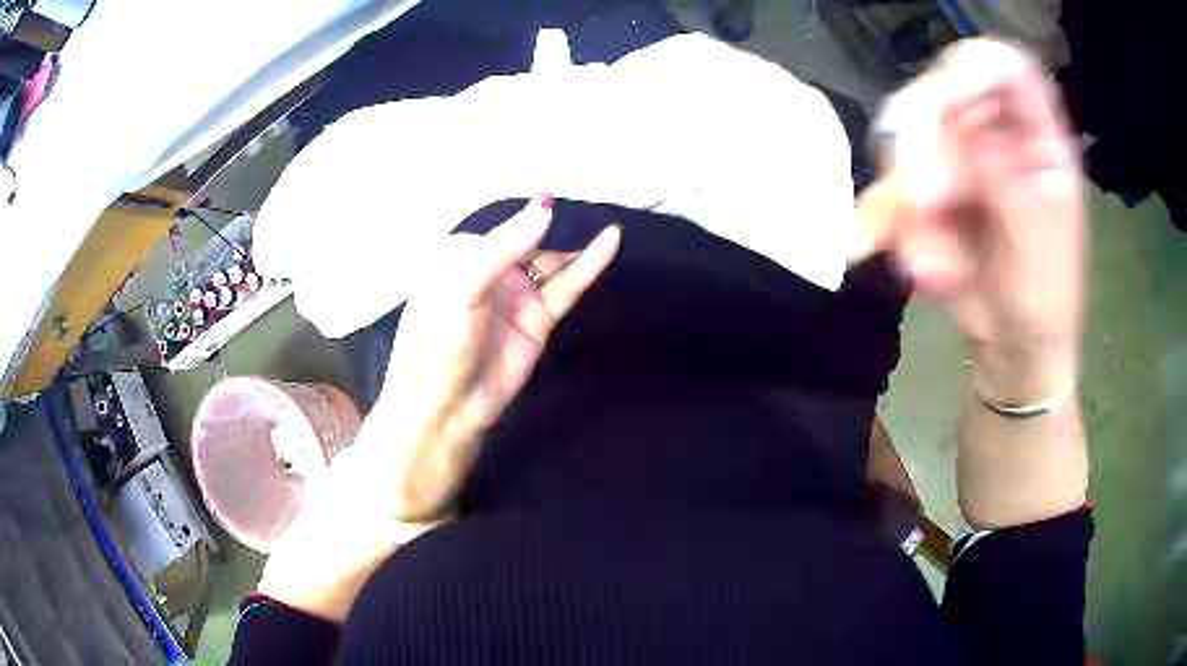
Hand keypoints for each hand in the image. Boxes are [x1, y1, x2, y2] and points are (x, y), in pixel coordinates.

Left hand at [371, 194, 620, 519]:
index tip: (556, 196)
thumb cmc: (436, 344)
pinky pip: (565, 287)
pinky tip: (609, 242)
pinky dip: (587, 265)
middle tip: (587, 206)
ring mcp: (516, 297)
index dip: (524, 216)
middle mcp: (489, 274)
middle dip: (553, 229)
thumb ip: (503, 247)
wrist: (445, 411)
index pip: (499, 228)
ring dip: (575, 245)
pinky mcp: (538, 321)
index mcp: (459, 259)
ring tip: (605, 221)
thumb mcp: (461, 288)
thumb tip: (544, 206)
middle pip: (529, 243)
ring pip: (550, 264)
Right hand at [865, 39, 1085, 400]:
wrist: (1016, 352)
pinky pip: (895, 188)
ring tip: (935, 271)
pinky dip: (899, 231)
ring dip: (911, 204)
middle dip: (925, 148)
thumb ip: (1011, 186)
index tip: (944, 104)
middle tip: (925, 207)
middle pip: (941, 95)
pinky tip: (927, 274)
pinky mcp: (933, 187)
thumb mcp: (1040, 249)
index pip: (1005, 68)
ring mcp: (962, 159)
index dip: (971, 70)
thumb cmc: (1045, 307)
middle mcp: (998, 136)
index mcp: (1040, 141)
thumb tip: (967, 136)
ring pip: (908, 141)